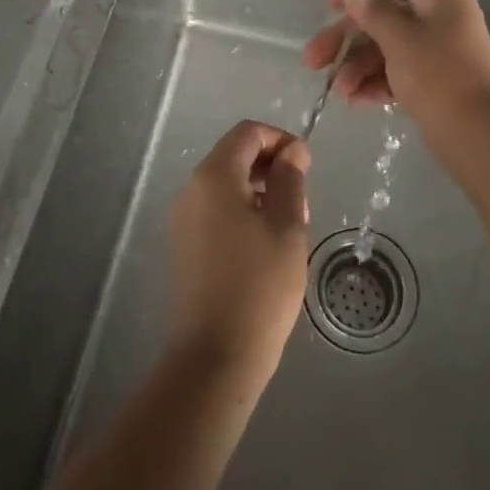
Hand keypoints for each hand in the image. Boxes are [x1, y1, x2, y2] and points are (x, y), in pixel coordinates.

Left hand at [168, 121, 311, 385]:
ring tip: (289, 227)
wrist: (215, 356)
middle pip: (235, 156)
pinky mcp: (184, 246)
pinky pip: (216, 211)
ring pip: (227, 185)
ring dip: (260, 192)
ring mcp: (183, 219)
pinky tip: (265, 247)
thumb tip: (292, 151)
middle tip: (301, 202)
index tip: (306, 167)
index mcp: (214, 177)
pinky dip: (243, 213)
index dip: (281, 140)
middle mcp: (192, 190)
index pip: (248, 133)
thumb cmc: (259, 285)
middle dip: (271, 168)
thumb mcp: (286, 226)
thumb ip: (289, 180)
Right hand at [301, 0, 489, 126]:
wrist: (480, 137)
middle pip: (383, 16)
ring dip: (358, 66)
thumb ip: (372, 10)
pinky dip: (376, 82)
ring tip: (338, 91)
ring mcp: (438, 50)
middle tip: (312, 59)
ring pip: (386, 47)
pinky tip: (354, 100)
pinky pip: (398, 72)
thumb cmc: (439, 76)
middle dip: (347, 39)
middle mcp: (440, 17)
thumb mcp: (399, 39)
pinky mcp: (434, 80)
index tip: (329, 7)